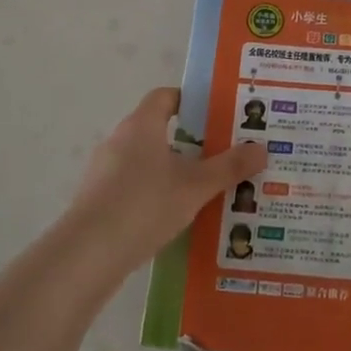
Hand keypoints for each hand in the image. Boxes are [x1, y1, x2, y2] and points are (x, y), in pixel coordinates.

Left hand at [61, 88, 266, 272]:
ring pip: (146, 161)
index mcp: (141, 125)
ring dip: (172, 170)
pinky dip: (155, 194)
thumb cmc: (145, 205)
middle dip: (190, 140)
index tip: (218, 114)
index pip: (165, 97)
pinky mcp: (98, 199)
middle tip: (222, 154)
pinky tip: (176, 216)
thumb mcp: (196, 187)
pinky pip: (133, 186)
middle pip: (158, 129)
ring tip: (205, 189)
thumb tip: (262, 148)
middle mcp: (119, 140)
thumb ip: (229, 167)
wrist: (88, 254)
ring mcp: (104, 171)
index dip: (191, 100)